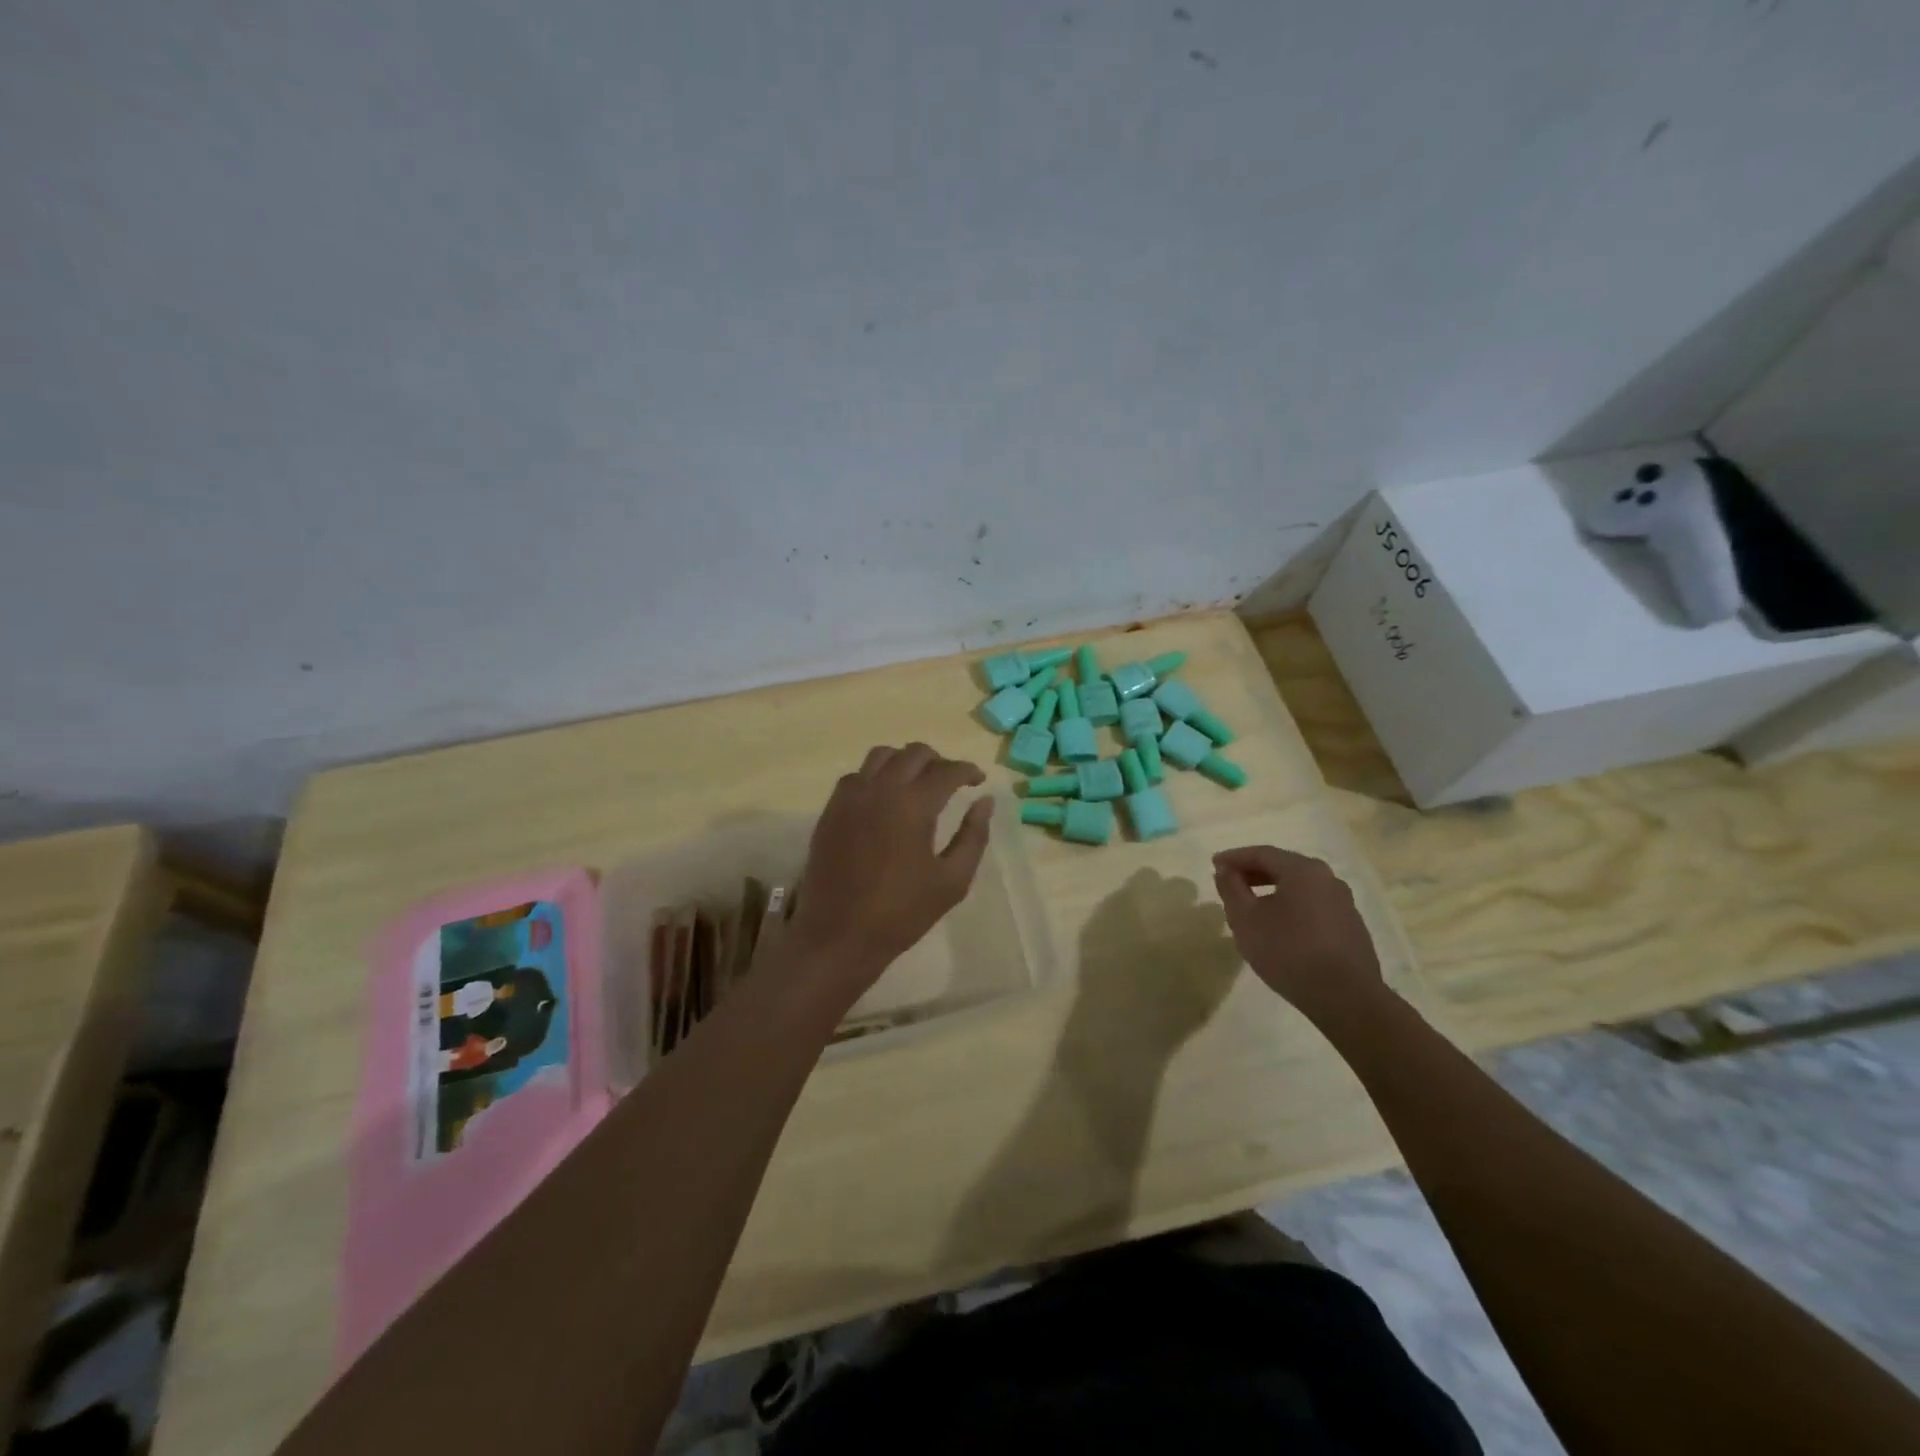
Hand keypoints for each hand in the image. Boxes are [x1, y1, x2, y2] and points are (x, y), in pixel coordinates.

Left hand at [788, 744, 995, 996]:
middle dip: (938, 761)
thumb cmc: (901, 912)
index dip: (968, 771)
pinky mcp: (831, 810)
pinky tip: (884, 800)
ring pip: (881, 755)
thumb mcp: (952, 880)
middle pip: (914, 753)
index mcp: (913, 804)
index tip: (978, 781)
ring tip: (917, 784)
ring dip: (905, 761)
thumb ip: (974, 835)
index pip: (946, 770)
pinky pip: (856, 776)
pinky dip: (876, 776)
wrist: (838, 935)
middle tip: (951, 782)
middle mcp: (880, 789)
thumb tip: (985, 801)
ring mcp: (850, 797)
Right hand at [1212, 846, 1385, 1028]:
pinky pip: (1313, 905)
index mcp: (1303, 870)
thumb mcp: (1246, 919)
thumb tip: (1225, 870)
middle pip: (1283, 867)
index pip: (1262, 853)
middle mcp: (1328, 878)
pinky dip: (1290, 906)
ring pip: (1300, 887)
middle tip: (1229, 881)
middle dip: (1253, 872)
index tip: (1214, 864)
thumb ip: (1231, 889)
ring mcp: (1344, 903)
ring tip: (1251, 905)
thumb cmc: (1289, 951)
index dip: (1234, 857)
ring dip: (1272, 890)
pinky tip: (1279, 926)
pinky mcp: (1351, 926)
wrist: (1346, 998)